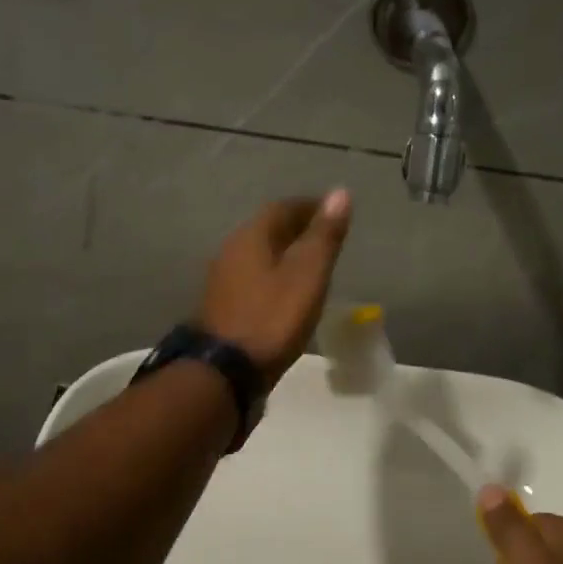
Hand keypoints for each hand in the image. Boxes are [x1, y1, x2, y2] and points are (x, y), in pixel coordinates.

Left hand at [199, 191, 352, 386]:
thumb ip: (324, 236)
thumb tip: (340, 192)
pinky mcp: (222, 305)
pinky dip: (273, 275)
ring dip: (284, 253)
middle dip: (297, 228)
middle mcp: (232, 250)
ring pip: (259, 254)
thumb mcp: (307, 275)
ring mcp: (223, 279)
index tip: (334, 212)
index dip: (310, 207)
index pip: (283, 207)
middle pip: (268, 229)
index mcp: (252, 236)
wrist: (224, 371)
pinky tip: (287, 292)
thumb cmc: (272, 318)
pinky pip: (253, 277)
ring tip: (311, 265)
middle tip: (326, 237)